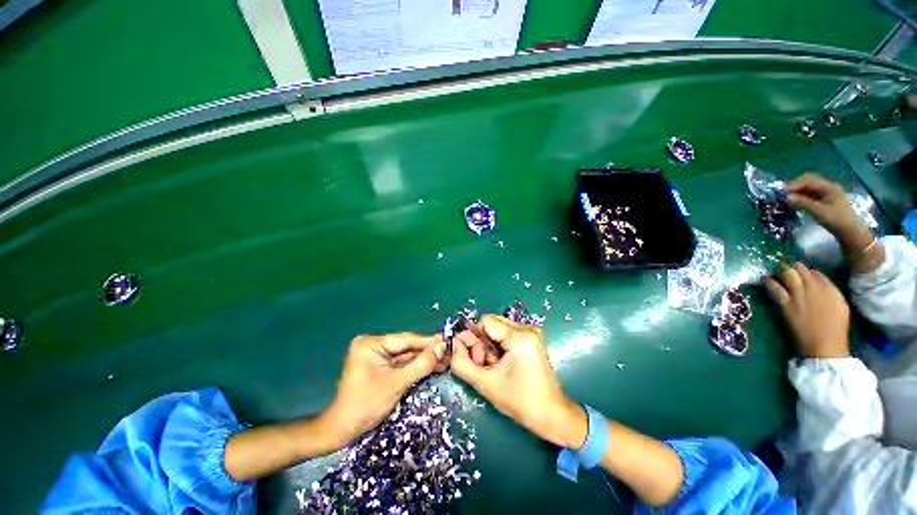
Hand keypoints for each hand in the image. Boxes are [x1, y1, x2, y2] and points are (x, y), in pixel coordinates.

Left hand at [323, 333, 447, 446]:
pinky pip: (401, 364)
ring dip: (424, 360)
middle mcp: (374, 345)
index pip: (406, 340)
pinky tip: (433, 366)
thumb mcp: (397, 383)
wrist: (342, 432)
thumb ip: (421, 364)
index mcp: (371, 344)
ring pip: (406, 356)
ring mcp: (376, 356)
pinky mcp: (380, 367)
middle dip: (428, 352)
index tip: (448, 341)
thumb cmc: (366, 406)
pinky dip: (416, 367)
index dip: (429, 341)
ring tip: (446, 359)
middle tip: (450, 352)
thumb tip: (443, 346)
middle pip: (407, 347)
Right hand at [450, 315, 586, 448]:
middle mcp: (527, 328)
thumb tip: (453, 344)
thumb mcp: (485, 383)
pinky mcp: (532, 338)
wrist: (552, 415)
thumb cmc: (520, 401)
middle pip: (491, 323)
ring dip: (489, 345)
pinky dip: (498, 347)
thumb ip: (462, 363)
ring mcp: (531, 332)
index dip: (474, 338)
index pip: (485, 322)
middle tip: (485, 364)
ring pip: (497, 329)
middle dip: (481, 342)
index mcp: (519, 336)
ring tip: (494, 366)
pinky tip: (502, 363)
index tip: (477, 360)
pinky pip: (505, 334)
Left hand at [764, 263, 850, 357]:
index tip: (801, 274)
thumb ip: (829, 292)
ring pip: (787, 274)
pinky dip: (769, 281)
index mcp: (830, 289)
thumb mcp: (840, 305)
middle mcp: (814, 288)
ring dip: (780, 271)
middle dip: (792, 267)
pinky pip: (775, 288)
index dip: (806, 272)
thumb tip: (818, 284)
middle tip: (785, 269)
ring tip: (775, 271)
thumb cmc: (836, 328)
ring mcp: (799, 294)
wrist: (825, 344)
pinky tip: (765, 279)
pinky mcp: (786, 303)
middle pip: (800, 269)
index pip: (816, 272)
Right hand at [787, 173, 883, 271]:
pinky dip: (801, 196)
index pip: (808, 180)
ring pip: (808, 188)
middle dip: (795, 187)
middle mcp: (828, 187)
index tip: (782, 193)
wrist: (851, 231)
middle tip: (783, 195)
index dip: (794, 185)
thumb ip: (803, 203)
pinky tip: (796, 202)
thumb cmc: (837, 220)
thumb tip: (786, 197)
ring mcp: (827, 193)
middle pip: (808, 181)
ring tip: (787, 199)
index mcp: (829, 187)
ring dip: (797, 192)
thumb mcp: (819, 212)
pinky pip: (810, 194)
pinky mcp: (824, 200)